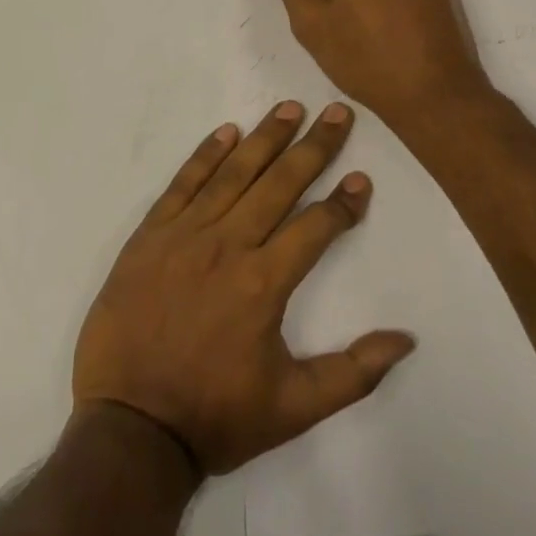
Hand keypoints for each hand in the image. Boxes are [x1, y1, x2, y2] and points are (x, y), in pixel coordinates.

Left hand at [72, 102, 415, 474]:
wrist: (129, 427)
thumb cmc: (215, 417)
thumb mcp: (294, 408)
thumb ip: (353, 372)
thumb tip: (406, 338)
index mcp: (264, 282)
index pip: (316, 226)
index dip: (343, 202)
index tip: (361, 178)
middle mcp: (228, 245)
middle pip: (279, 183)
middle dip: (313, 146)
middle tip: (336, 112)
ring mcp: (185, 235)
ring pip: (234, 173)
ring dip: (265, 138)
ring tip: (289, 108)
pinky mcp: (150, 235)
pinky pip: (183, 184)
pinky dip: (205, 155)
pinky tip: (226, 132)